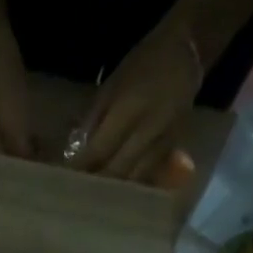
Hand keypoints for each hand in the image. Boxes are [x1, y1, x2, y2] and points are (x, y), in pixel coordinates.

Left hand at [74, 20, 202, 181]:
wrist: (187, 53)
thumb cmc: (143, 64)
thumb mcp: (112, 85)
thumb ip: (94, 119)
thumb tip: (77, 151)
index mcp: (130, 108)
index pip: (100, 148)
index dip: (82, 166)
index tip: (66, 178)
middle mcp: (148, 130)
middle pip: (118, 170)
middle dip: (96, 184)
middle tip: (78, 194)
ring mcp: (164, 142)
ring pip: (134, 178)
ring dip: (114, 190)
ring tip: (96, 198)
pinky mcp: (173, 149)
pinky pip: (149, 175)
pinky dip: (132, 184)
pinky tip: (119, 191)